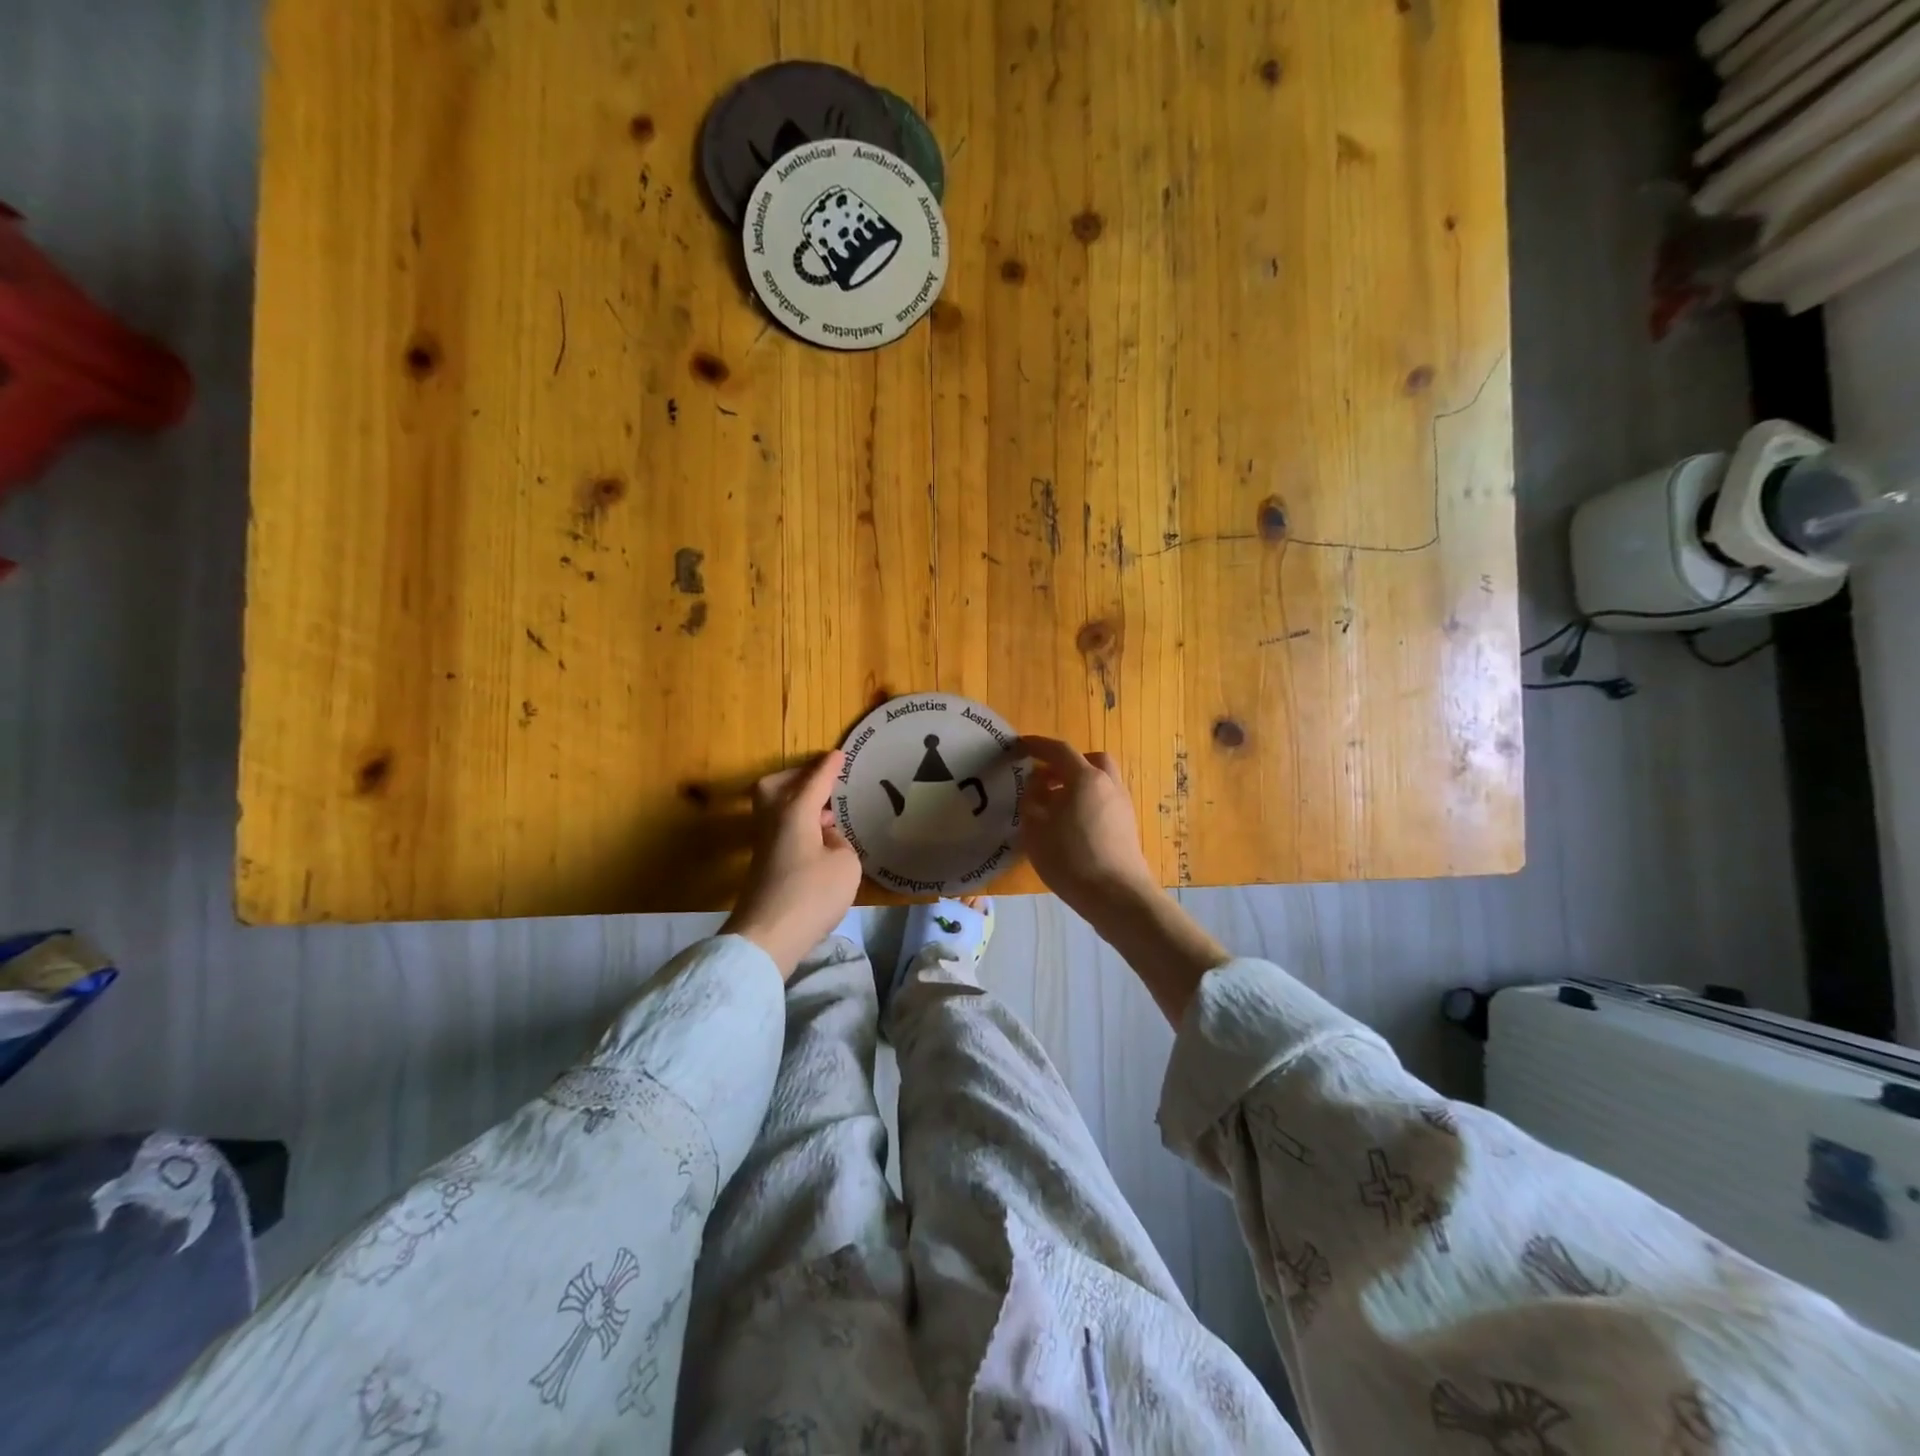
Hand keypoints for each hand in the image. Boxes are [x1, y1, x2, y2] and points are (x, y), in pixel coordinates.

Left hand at [722, 752, 863, 978]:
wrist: (767, 936)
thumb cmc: (811, 894)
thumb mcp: (846, 864)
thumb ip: (839, 842)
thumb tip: (825, 837)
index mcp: (795, 811)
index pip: (815, 780)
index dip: (829, 767)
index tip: (840, 754)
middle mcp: (774, 820)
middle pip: (777, 786)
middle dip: (797, 778)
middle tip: (822, 781)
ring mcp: (765, 843)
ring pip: (775, 808)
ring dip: (798, 802)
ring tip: (826, 810)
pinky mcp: (763, 864)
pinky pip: (780, 828)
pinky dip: (797, 823)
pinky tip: (817, 839)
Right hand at [1016, 737, 1155, 921]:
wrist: (1117, 896)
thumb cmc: (1070, 859)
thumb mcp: (1036, 829)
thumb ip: (1032, 801)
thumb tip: (1037, 788)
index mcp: (1085, 778)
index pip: (1059, 750)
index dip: (1038, 745)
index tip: (1021, 745)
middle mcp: (1108, 784)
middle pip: (1089, 761)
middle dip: (1066, 764)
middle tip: (1045, 778)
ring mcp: (1122, 805)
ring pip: (1100, 781)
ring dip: (1078, 784)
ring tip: (1056, 805)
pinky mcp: (1128, 826)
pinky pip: (1105, 801)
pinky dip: (1088, 802)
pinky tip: (1072, 825)